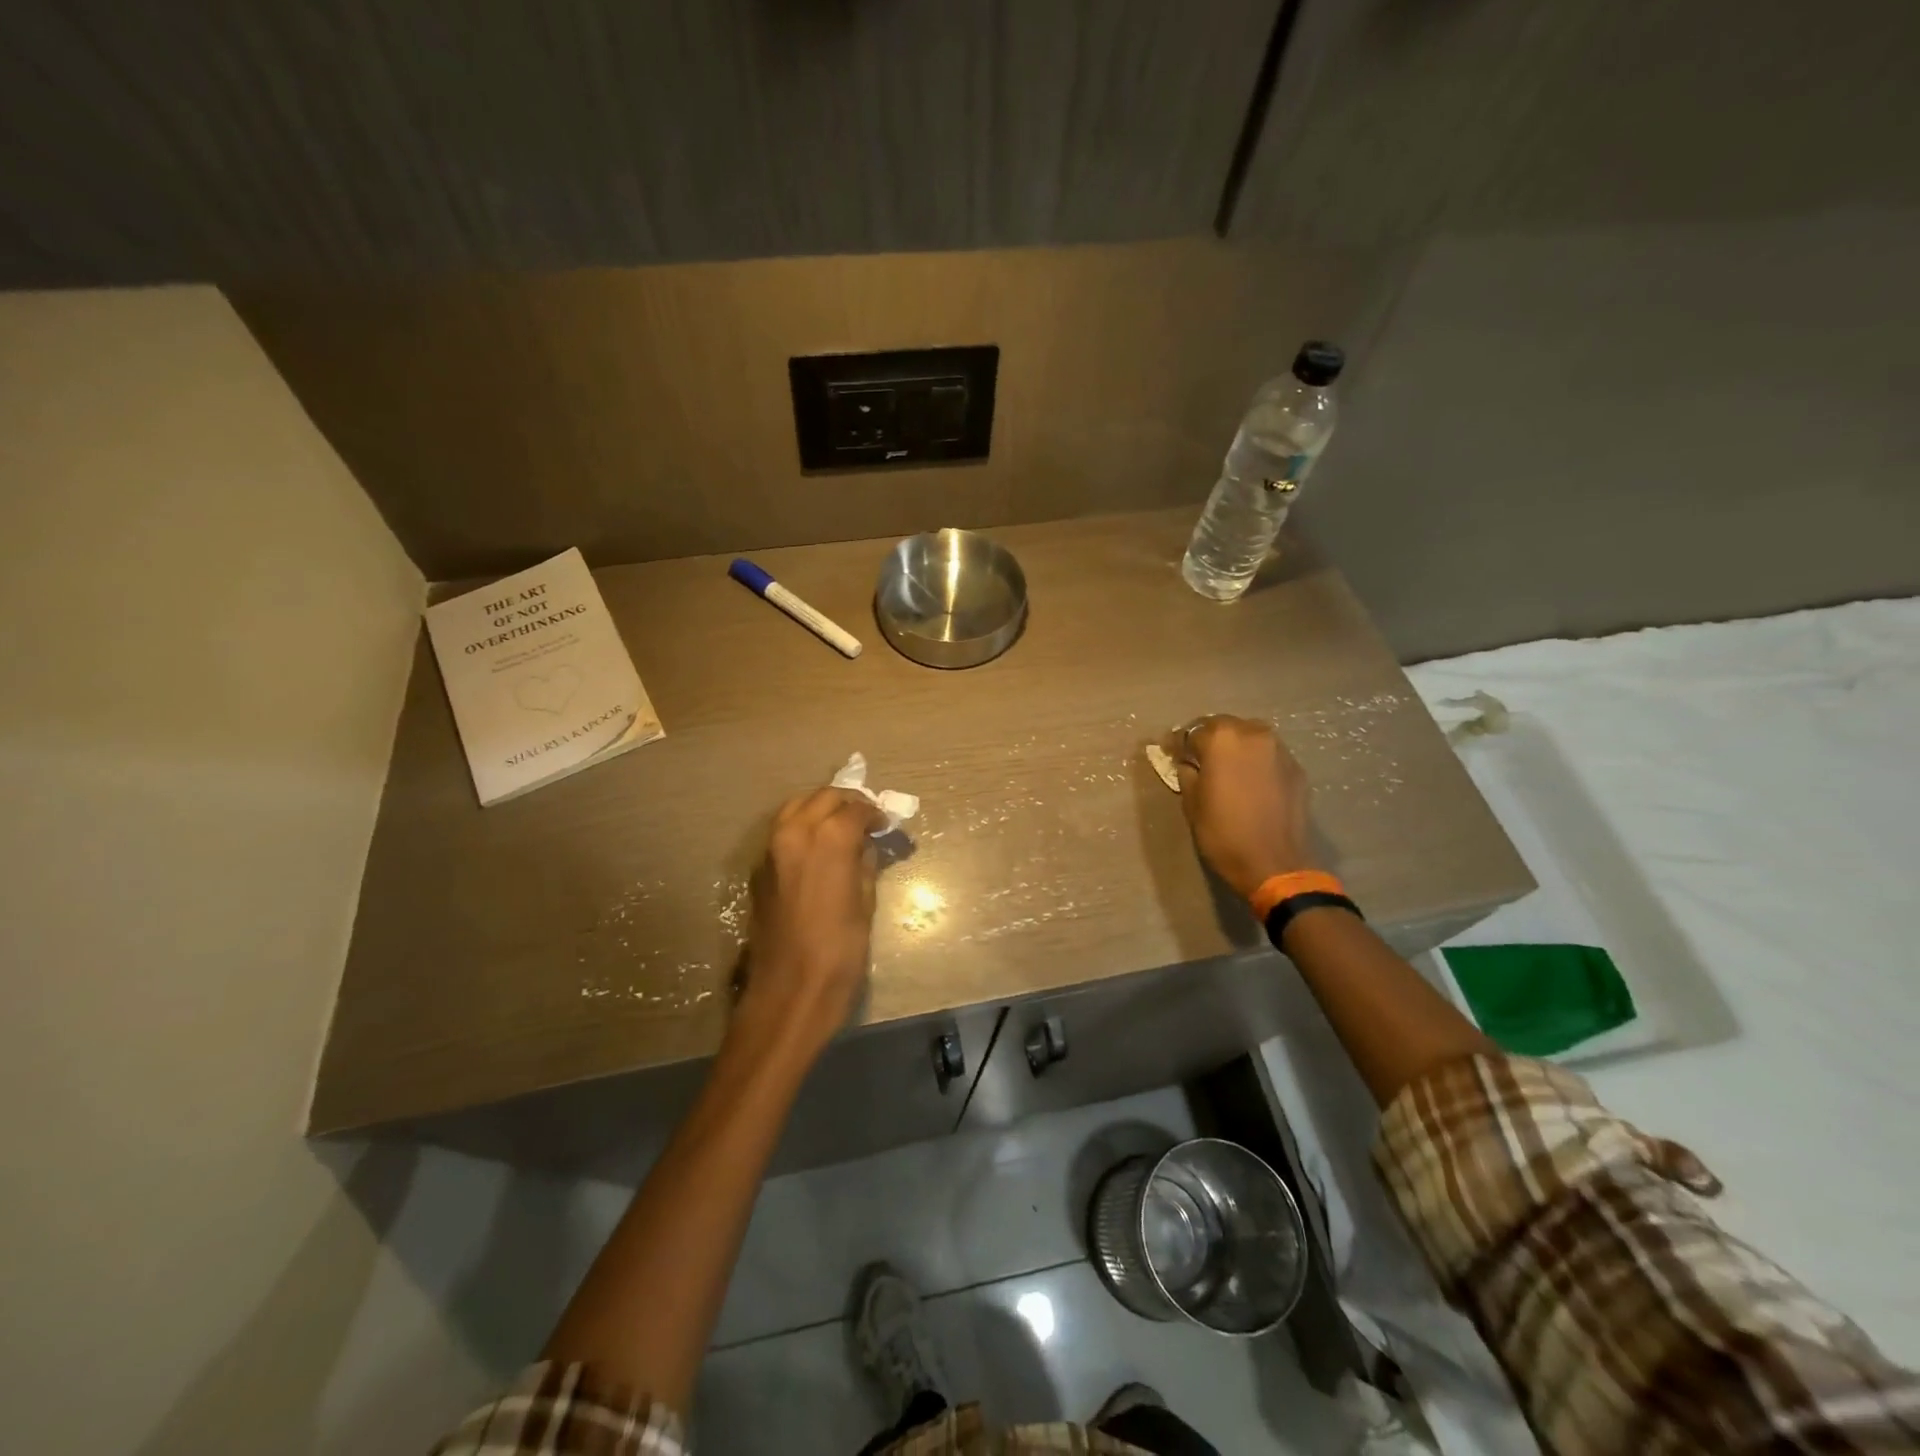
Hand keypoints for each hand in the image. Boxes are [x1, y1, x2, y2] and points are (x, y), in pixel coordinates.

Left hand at [734, 788, 885, 1062]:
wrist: (789, 992)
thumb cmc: (839, 952)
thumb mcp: (865, 904)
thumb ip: (864, 864)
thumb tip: (865, 845)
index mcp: (828, 840)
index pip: (855, 809)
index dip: (875, 814)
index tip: (886, 824)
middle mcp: (795, 833)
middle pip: (823, 797)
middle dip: (848, 803)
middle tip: (866, 819)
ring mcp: (771, 849)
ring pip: (796, 807)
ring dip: (821, 808)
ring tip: (841, 827)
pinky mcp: (759, 869)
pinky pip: (782, 831)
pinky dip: (801, 826)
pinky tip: (818, 847)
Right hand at [1167, 716, 1315, 899]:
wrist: (1274, 864)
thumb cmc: (1223, 833)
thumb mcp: (1192, 803)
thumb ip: (1187, 773)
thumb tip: (1187, 762)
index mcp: (1221, 739)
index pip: (1191, 732)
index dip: (1177, 744)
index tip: (1169, 753)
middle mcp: (1252, 734)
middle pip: (1223, 727)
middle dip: (1207, 739)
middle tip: (1196, 759)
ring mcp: (1278, 749)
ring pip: (1249, 736)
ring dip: (1234, 747)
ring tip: (1224, 768)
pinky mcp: (1296, 767)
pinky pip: (1267, 755)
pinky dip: (1254, 761)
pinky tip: (1248, 781)